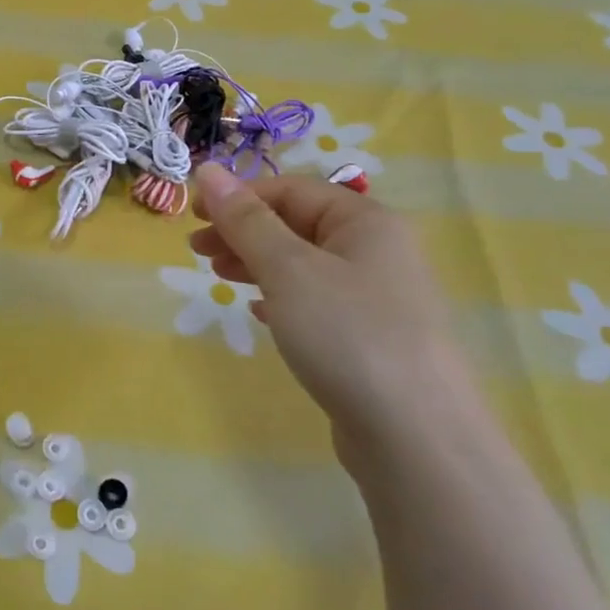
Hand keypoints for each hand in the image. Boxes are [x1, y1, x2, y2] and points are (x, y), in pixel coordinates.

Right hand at [189, 163, 482, 455]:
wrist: (416, 439)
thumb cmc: (347, 335)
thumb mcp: (288, 269)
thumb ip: (245, 220)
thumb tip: (207, 169)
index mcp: (366, 221)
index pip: (290, 189)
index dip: (238, 197)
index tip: (193, 216)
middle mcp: (378, 251)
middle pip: (297, 224)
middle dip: (243, 232)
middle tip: (197, 251)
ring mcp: (378, 297)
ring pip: (304, 264)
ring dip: (257, 263)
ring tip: (219, 277)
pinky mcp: (371, 338)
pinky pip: (317, 301)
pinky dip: (281, 298)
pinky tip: (259, 312)